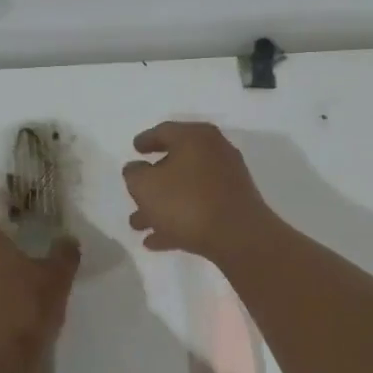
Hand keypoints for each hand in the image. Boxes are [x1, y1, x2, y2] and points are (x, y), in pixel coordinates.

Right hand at [122, 121, 277, 260]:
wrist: (238, 236)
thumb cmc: (186, 202)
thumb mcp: (146, 186)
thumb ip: (134, 174)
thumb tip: (136, 168)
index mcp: (195, 137)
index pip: (165, 131)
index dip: (146, 140)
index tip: (134, 148)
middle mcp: (214, 152)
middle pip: (176, 162)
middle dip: (152, 181)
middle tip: (134, 192)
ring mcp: (227, 179)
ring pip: (186, 189)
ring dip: (161, 206)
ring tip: (137, 225)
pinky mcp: (234, 206)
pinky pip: (199, 208)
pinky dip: (178, 220)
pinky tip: (157, 241)